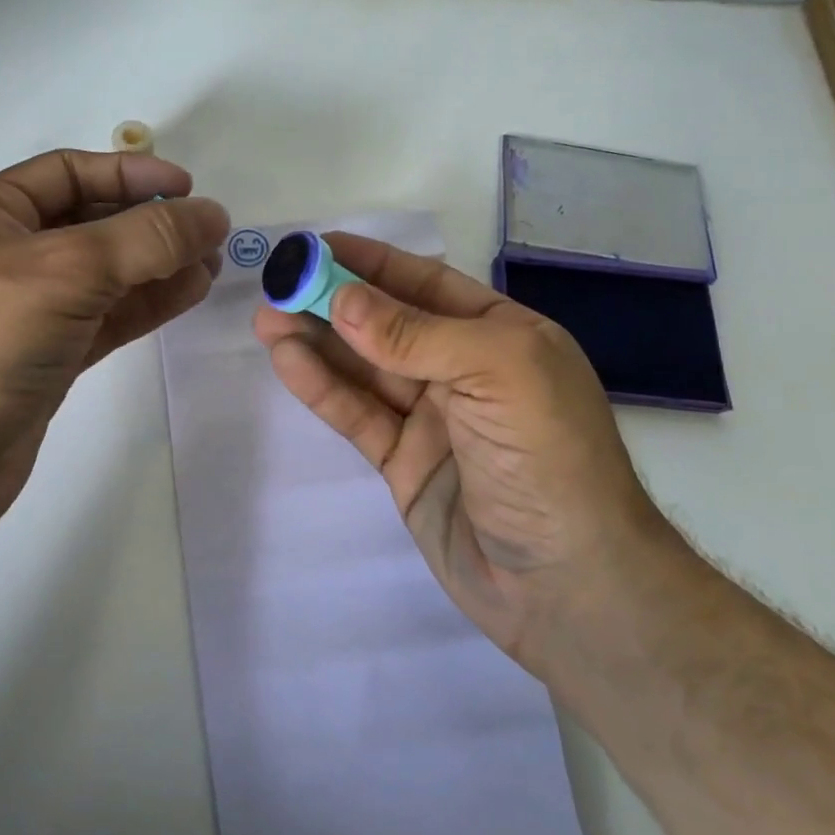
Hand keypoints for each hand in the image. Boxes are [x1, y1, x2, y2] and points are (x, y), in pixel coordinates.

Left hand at [0, 149, 228, 546]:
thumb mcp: (67, 270)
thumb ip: (146, 238)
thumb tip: (213, 215)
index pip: (68, 173)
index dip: (130, 174)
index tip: (187, 189)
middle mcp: (1, 254)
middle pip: (89, 223)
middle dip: (149, 225)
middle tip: (208, 234)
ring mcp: (23, 310)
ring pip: (101, 276)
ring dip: (155, 267)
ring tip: (210, 265)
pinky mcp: (43, 358)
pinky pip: (101, 318)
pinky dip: (143, 305)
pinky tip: (186, 294)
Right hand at [254, 234, 667, 667]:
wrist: (568, 587)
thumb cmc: (549, 459)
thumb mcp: (497, 373)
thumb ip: (416, 335)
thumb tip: (341, 300)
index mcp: (501, 336)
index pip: (425, 284)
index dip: (370, 263)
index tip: (316, 247)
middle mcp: (464, 370)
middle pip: (386, 324)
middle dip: (332, 301)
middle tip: (277, 286)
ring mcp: (432, 419)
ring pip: (364, 368)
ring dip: (316, 341)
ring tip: (266, 319)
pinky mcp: (403, 462)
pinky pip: (357, 415)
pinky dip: (322, 388)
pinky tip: (287, 361)